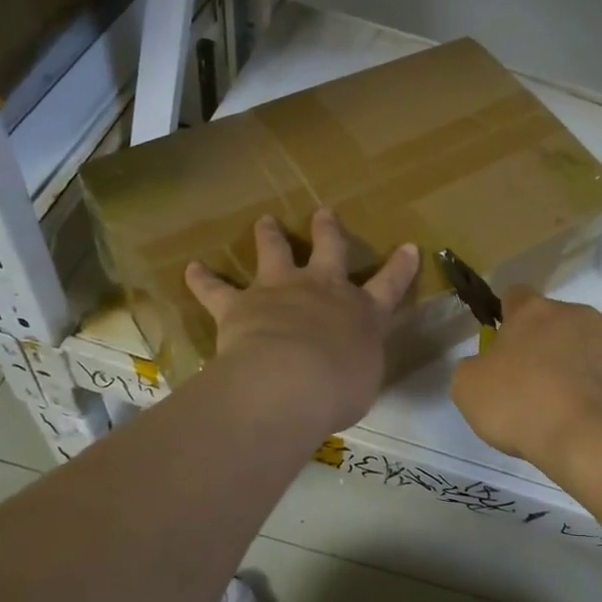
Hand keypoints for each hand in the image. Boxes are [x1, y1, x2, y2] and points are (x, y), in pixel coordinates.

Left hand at [187, 208, 420, 437]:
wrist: (290, 381)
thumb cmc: (338, 388)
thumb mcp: (362, 381)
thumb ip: (357, 365)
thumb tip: (350, 364)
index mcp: (361, 312)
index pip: (389, 285)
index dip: (400, 266)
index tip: (409, 247)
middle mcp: (322, 290)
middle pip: (329, 249)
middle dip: (328, 230)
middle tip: (324, 213)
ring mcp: (279, 290)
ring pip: (274, 252)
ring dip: (269, 234)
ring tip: (265, 220)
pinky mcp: (240, 304)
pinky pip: (216, 288)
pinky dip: (203, 279)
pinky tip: (192, 268)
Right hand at [450, 287, 601, 472]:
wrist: (591, 439)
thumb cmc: (522, 407)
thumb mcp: (469, 389)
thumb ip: (473, 366)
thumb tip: (485, 364)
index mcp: (533, 311)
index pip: (515, 296)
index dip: (508, 319)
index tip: (506, 349)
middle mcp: (577, 311)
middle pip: (557, 320)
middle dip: (549, 344)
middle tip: (539, 385)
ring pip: (594, 340)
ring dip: (583, 359)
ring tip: (576, 402)